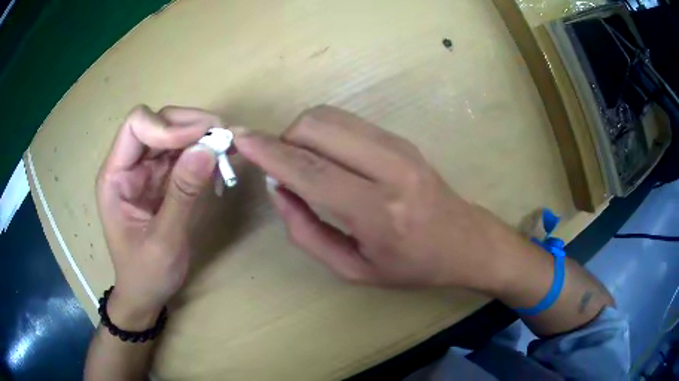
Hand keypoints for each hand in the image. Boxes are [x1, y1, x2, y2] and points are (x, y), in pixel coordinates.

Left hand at [96, 105, 220, 326]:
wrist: (145, 295)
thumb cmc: (145, 275)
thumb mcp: (164, 241)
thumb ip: (183, 194)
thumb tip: (208, 148)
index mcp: (115, 177)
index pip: (136, 126)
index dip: (167, 126)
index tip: (201, 140)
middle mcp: (128, 165)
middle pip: (158, 123)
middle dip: (190, 125)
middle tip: (224, 137)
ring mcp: (145, 171)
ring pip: (173, 133)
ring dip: (200, 136)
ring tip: (227, 147)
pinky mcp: (161, 180)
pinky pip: (182, 154)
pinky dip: (202, 153)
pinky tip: (219, 162)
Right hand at [233, 106, 530, 291]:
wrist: (464, 241)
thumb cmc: (410, 266)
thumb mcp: (353, 269)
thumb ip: (306, 231)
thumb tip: (279, 189)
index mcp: (377, 211)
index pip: (310, 169)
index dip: (268, 152)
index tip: (240, 139)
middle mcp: (389, 168)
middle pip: (317, 127)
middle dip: (284, 139)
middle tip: (282, 167)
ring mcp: (398, 146)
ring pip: (331, 116)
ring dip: (303, 133)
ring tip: (304, 163)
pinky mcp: (401, 138)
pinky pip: (348, 121)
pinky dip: (323, 132)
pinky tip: (328, 156)